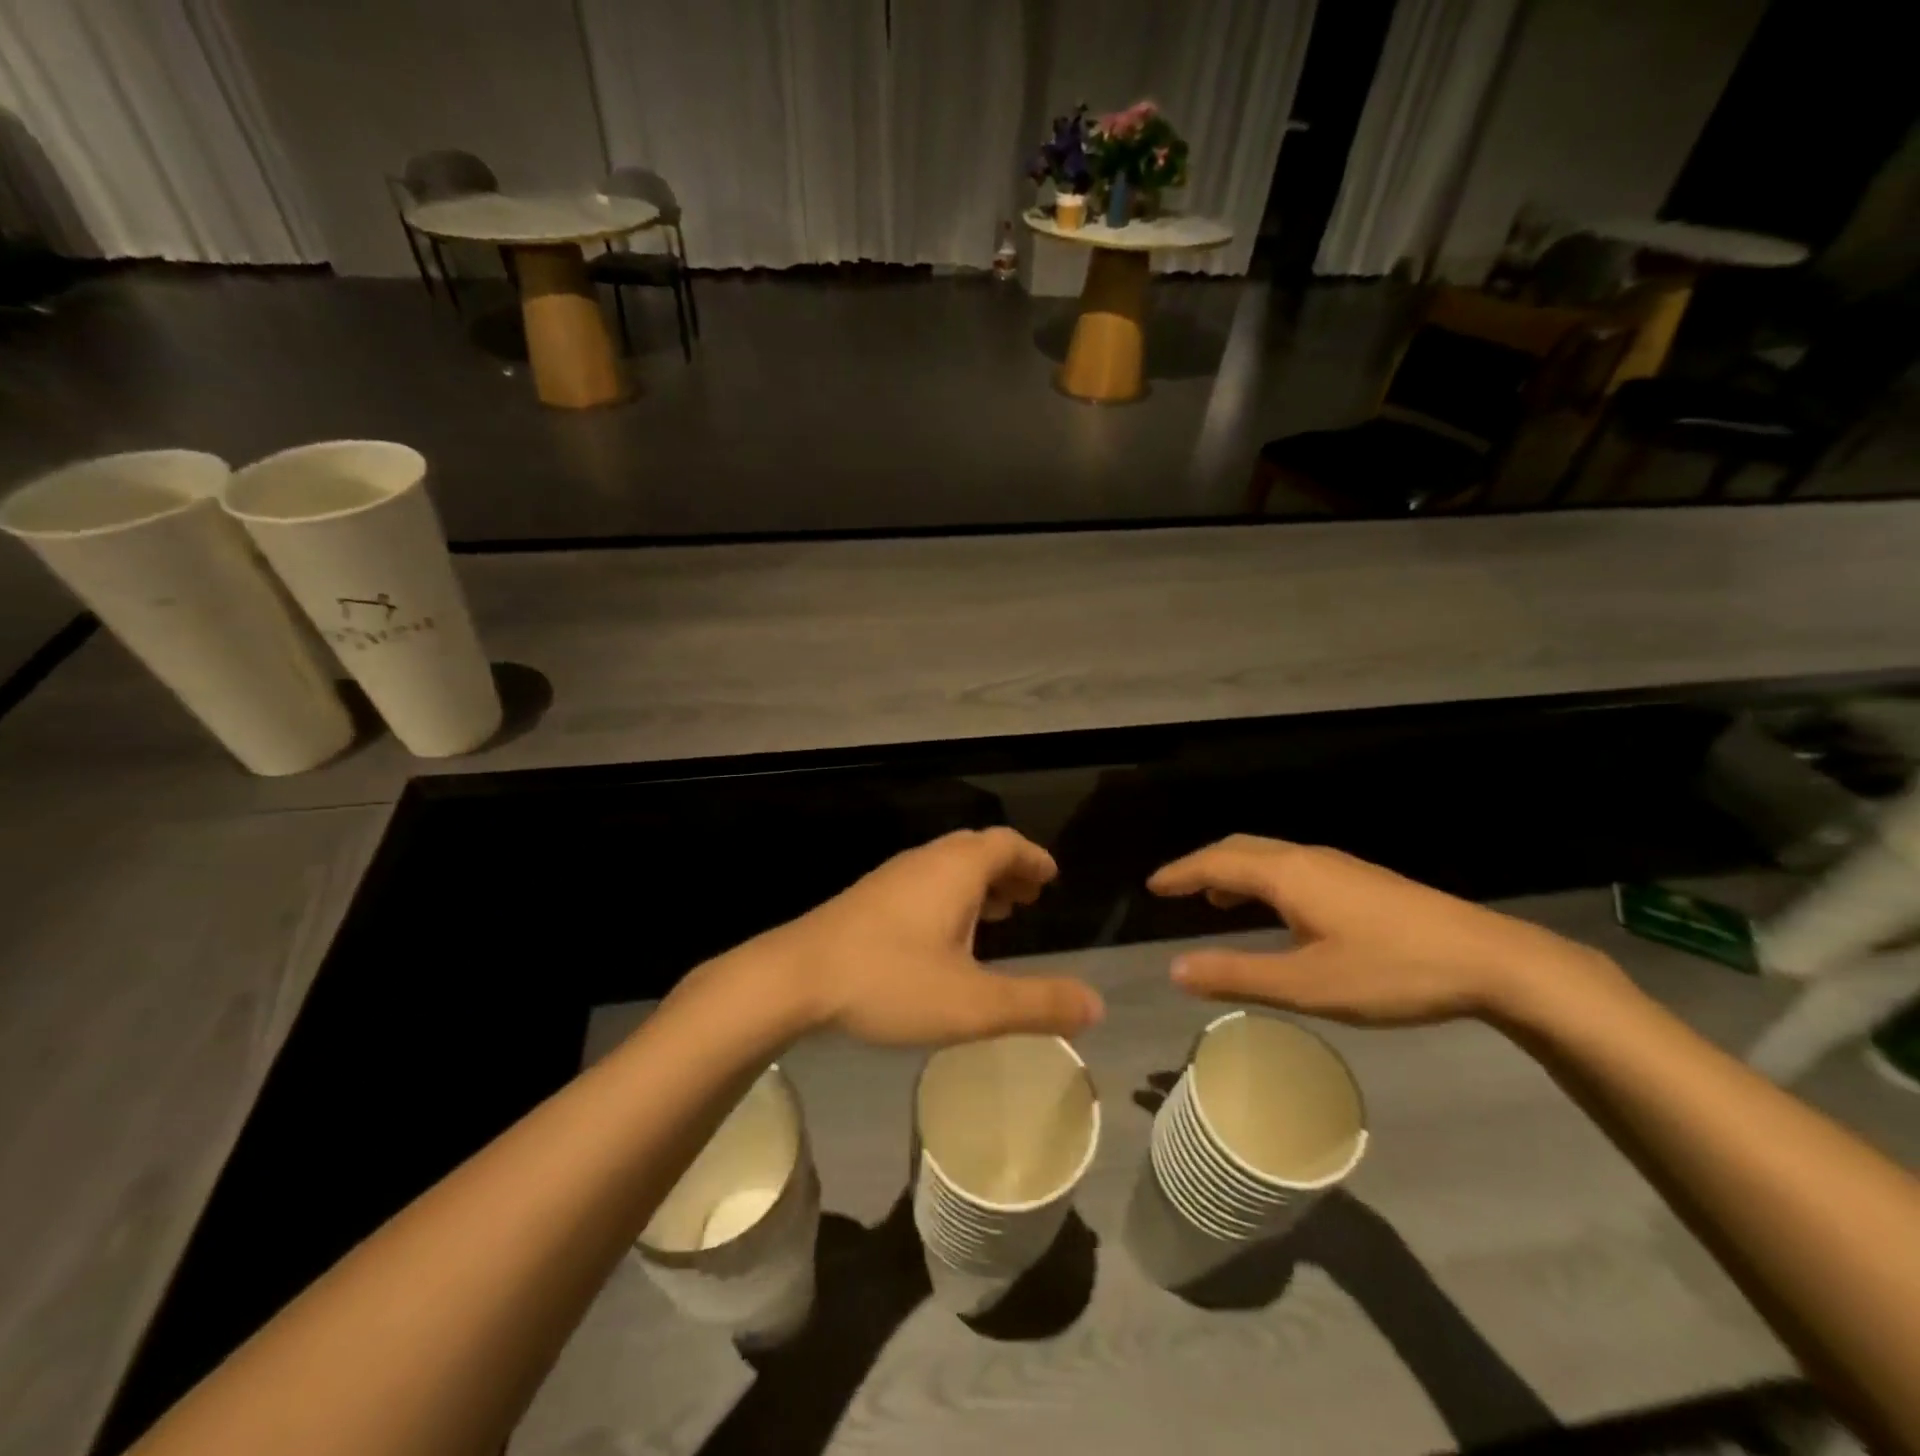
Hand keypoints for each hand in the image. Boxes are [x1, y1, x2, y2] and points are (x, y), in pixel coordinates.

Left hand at [754, 828, 1103, 1046]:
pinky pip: (924, 883)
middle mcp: (926, 862)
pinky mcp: (868, 899)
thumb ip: (1037, 1004)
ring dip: (978, 884)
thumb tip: (1096, 1005)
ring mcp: (892, 878)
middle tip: (1029, 897)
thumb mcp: (973, 1003)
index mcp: (956, 870)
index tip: (1051, 876)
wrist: (794, 978)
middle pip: (976, 850)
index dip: (1033, 858)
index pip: (1006, 844)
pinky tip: (944, 937)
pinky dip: (950, 897)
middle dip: (1008, 870)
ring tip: (997, 915)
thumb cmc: (890, 981)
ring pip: (947, 867)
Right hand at [1147, 835, 1622, 1025]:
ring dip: (1234, 871)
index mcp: (1287, 875)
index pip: (1217, 863)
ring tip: (1216, 900)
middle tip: (1176, 889)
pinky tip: (1277, 911)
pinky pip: (1291, 867)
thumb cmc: (1392, 971)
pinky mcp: (1361, 881)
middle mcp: (1307, 859)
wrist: (1491, 961)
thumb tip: (1175, 970)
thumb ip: (1238, 975)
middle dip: (1203, 865)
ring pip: (1269, 856)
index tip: (1152, 885)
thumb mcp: (1308, 984)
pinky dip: (1262, 879)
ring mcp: (1338, 866)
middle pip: (1240, 849)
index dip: (1180, 873)